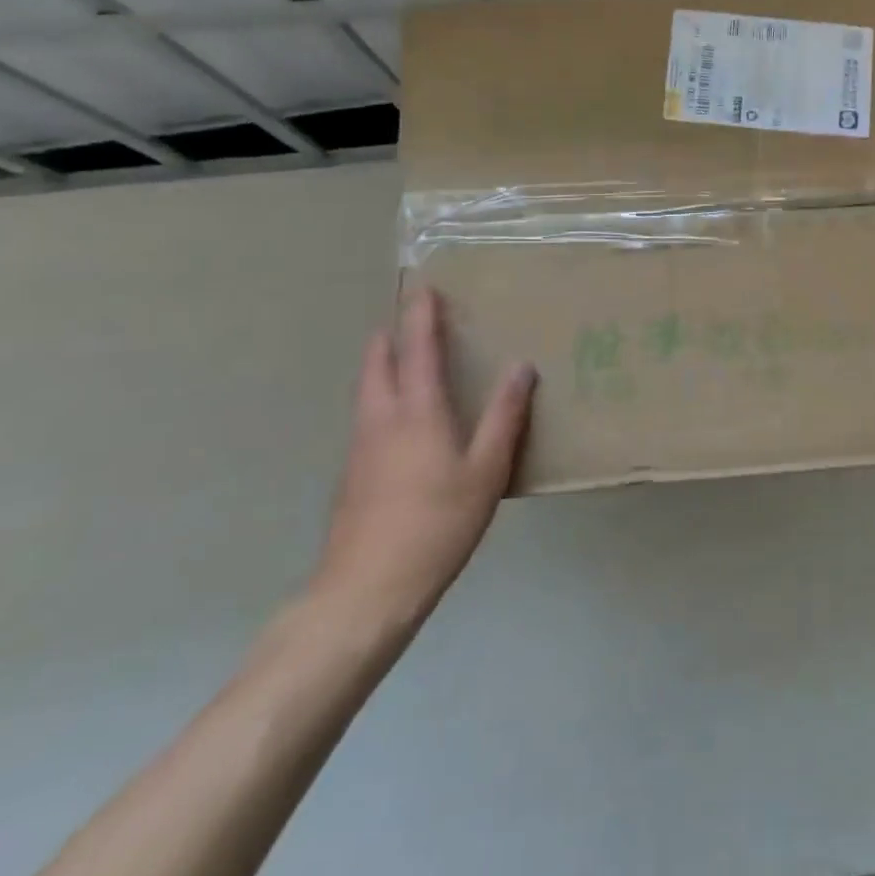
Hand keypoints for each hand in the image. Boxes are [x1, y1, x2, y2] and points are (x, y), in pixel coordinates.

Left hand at [313, 289, 535, 622]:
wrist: (367, 589)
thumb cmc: (438, 522)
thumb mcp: (486, 469)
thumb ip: (504, 415)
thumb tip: (522, 366)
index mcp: (417, 411)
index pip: (417, 348)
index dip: (420, 315)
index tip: (425, 286)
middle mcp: (381, 419)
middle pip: (377, 362)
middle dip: (391, 334)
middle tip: (410, 317)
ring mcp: (360, 447)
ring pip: (367, 389)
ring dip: (383, 363)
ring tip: (405, 357)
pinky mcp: (352, 474)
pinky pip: (367, 416)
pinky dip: (382, 396)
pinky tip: (400, 419)